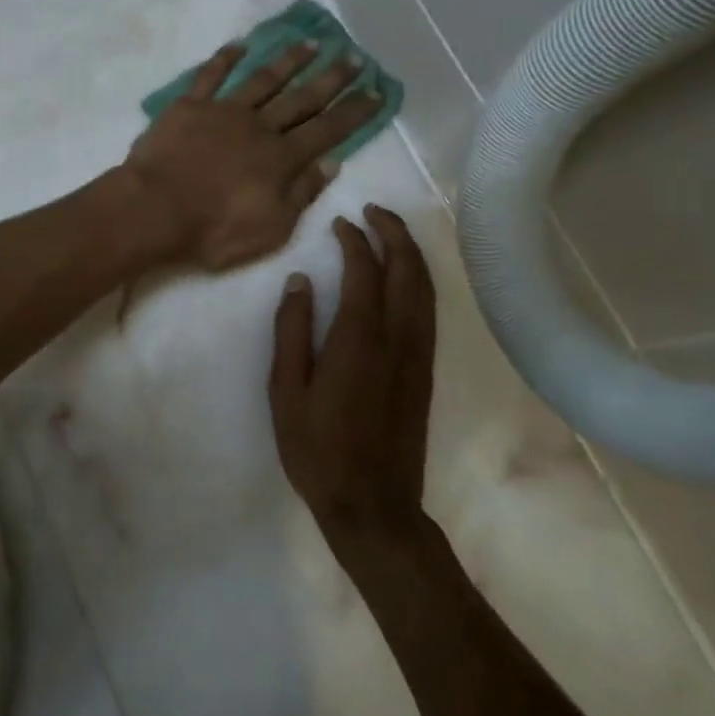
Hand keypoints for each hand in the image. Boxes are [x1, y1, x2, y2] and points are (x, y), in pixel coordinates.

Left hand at [122, 42, 383, 271]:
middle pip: (302, 98)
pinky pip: (210, 75)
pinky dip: (225, 58)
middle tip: (354, 57)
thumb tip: (333, 162)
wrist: (154, 211)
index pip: (328, 129)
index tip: (376, 91)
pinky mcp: (189, 106)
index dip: (354, 111)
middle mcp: (259, 126)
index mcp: (281, 158)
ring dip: (289, 60)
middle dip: (331, 78)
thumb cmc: (213, 230)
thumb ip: (302, 193)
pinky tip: (239, 44)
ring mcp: (224, 111)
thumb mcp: (271, 229)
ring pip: (263, 79)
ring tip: (311, 43)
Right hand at [269, 206, 435, 538]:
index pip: (365, 271)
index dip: (355, 240)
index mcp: (359, 340)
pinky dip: (419, 278)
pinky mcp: (424, 369)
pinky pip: (428, 308)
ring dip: (410, 252)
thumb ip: (292, 332)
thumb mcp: (286, 392)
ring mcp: (418, 354)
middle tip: (372, 210)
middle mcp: (398, 338)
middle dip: (393, 232)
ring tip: (389, 231)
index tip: (339, 222)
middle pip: (407, 269)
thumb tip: (299, 281)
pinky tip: (404, 276)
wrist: (373, 505)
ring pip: (425, 287)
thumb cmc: (318, 450)